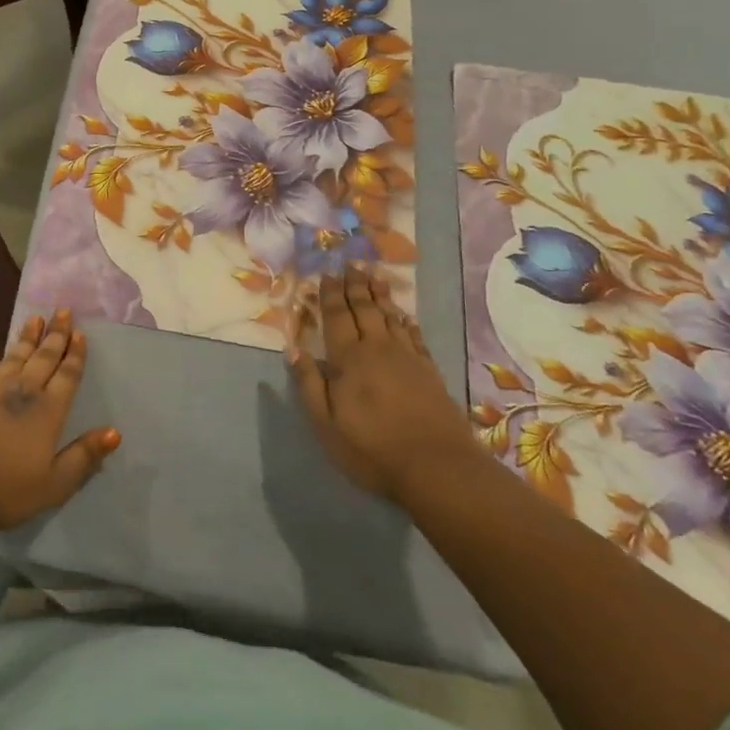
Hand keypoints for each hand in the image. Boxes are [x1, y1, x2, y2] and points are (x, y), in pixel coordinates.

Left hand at [0, 309, 120, 531]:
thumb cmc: (6, 488)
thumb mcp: (55, 483)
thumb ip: (84, 456)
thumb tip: (114, 432)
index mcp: (48, 412)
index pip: (66, 376)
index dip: (74, 355)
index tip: (80, 333)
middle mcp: (22, 392)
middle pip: (42, 358)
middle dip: (55, 335)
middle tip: (63, 311)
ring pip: (13, 357)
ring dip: (25, 338)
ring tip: (34, 319)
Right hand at [287, 265, 481, 501]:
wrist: (437, 467)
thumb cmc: (371, 448)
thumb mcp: (326, 423)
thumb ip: (309, 384)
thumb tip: (293, 349)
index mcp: (348, 359)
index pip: (337, 317)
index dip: (330, 294)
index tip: (326, 274)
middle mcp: (377, 349)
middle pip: (365, 309)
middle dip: (355, 285)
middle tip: (350, 263)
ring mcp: (407, 358)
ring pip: (390, 317)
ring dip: (380, 295)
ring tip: (374, 276)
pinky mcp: (429, 371)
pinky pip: (414, 336)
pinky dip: (406, 321)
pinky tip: (404, 316)